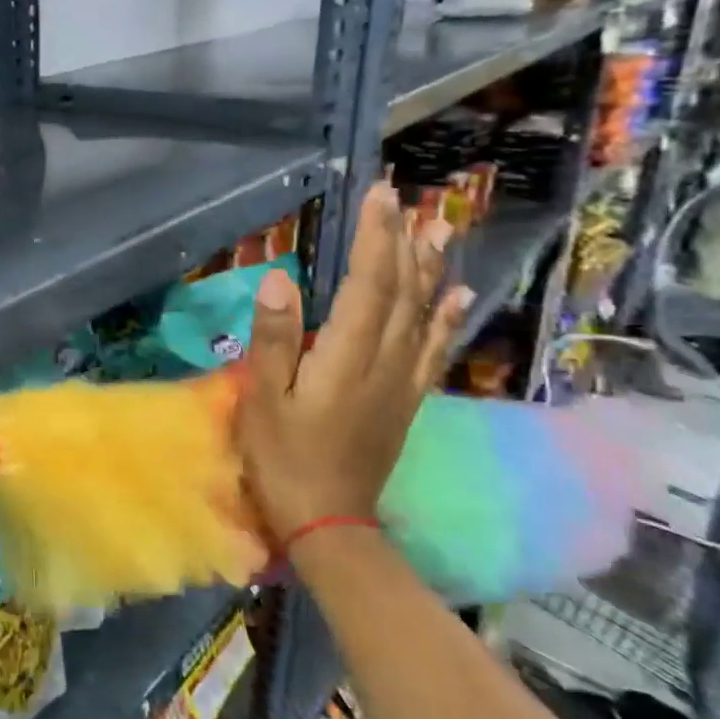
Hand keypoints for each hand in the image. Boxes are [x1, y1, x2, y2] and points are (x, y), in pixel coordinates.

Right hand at [238, 185, 467, 541]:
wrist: (328, 522)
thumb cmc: (282, 459)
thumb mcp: (263, 400)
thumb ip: (274, 339)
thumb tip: (279, 279)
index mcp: (345, 358)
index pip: (368, 284)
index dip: (376, 238)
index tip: (380, 196)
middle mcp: (384, 362)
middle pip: (403, 292)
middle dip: (404, 241)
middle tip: (409, 199)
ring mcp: (401, 382)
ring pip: (424, 315)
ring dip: (431, 269)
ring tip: (438, 230)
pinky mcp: (405, 400)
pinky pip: (433, 350)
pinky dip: (446, 318)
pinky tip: (456, 296)